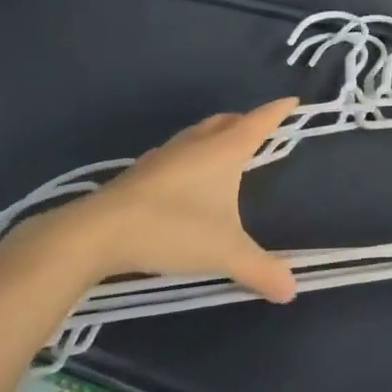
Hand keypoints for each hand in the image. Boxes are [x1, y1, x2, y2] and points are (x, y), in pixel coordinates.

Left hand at [15, 98, 301, 302]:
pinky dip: (191, 154)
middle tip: (260, 128)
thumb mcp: (223, 252)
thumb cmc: (172, 229)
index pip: (259, 122)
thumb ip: (260, 269)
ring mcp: (165, 156)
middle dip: (246, 121)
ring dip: (216, 135)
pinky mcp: (141, 172)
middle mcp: (197, 144)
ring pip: (199, 134)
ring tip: (225, 149)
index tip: (293, 100)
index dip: (278, 111)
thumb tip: (292, 290)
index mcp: (224, 151)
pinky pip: (177, 152)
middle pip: (227, 121)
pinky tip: (186, 176)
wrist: (98, 233)